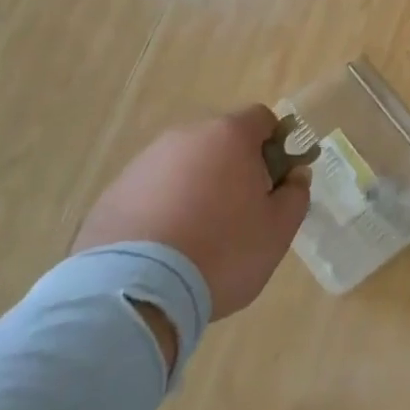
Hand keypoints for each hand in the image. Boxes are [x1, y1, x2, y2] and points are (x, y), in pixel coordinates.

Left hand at [72, 105, 309, 318]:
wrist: (136, 290)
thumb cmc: (223, 251)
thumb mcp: (278, 230)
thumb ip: (295, 194)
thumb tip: (296, 174)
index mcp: (229, 136)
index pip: (262, 119)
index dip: (275, 145)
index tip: (275, 181)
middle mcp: (185, 137)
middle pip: (220, 141)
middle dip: (234, 169)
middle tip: (240, 214)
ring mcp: (144, 162)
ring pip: (184, 166)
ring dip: (196, 188)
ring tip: (197, 237)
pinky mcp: (113, 192)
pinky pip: (151, 191)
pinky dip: (163, 208)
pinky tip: (164, 248)